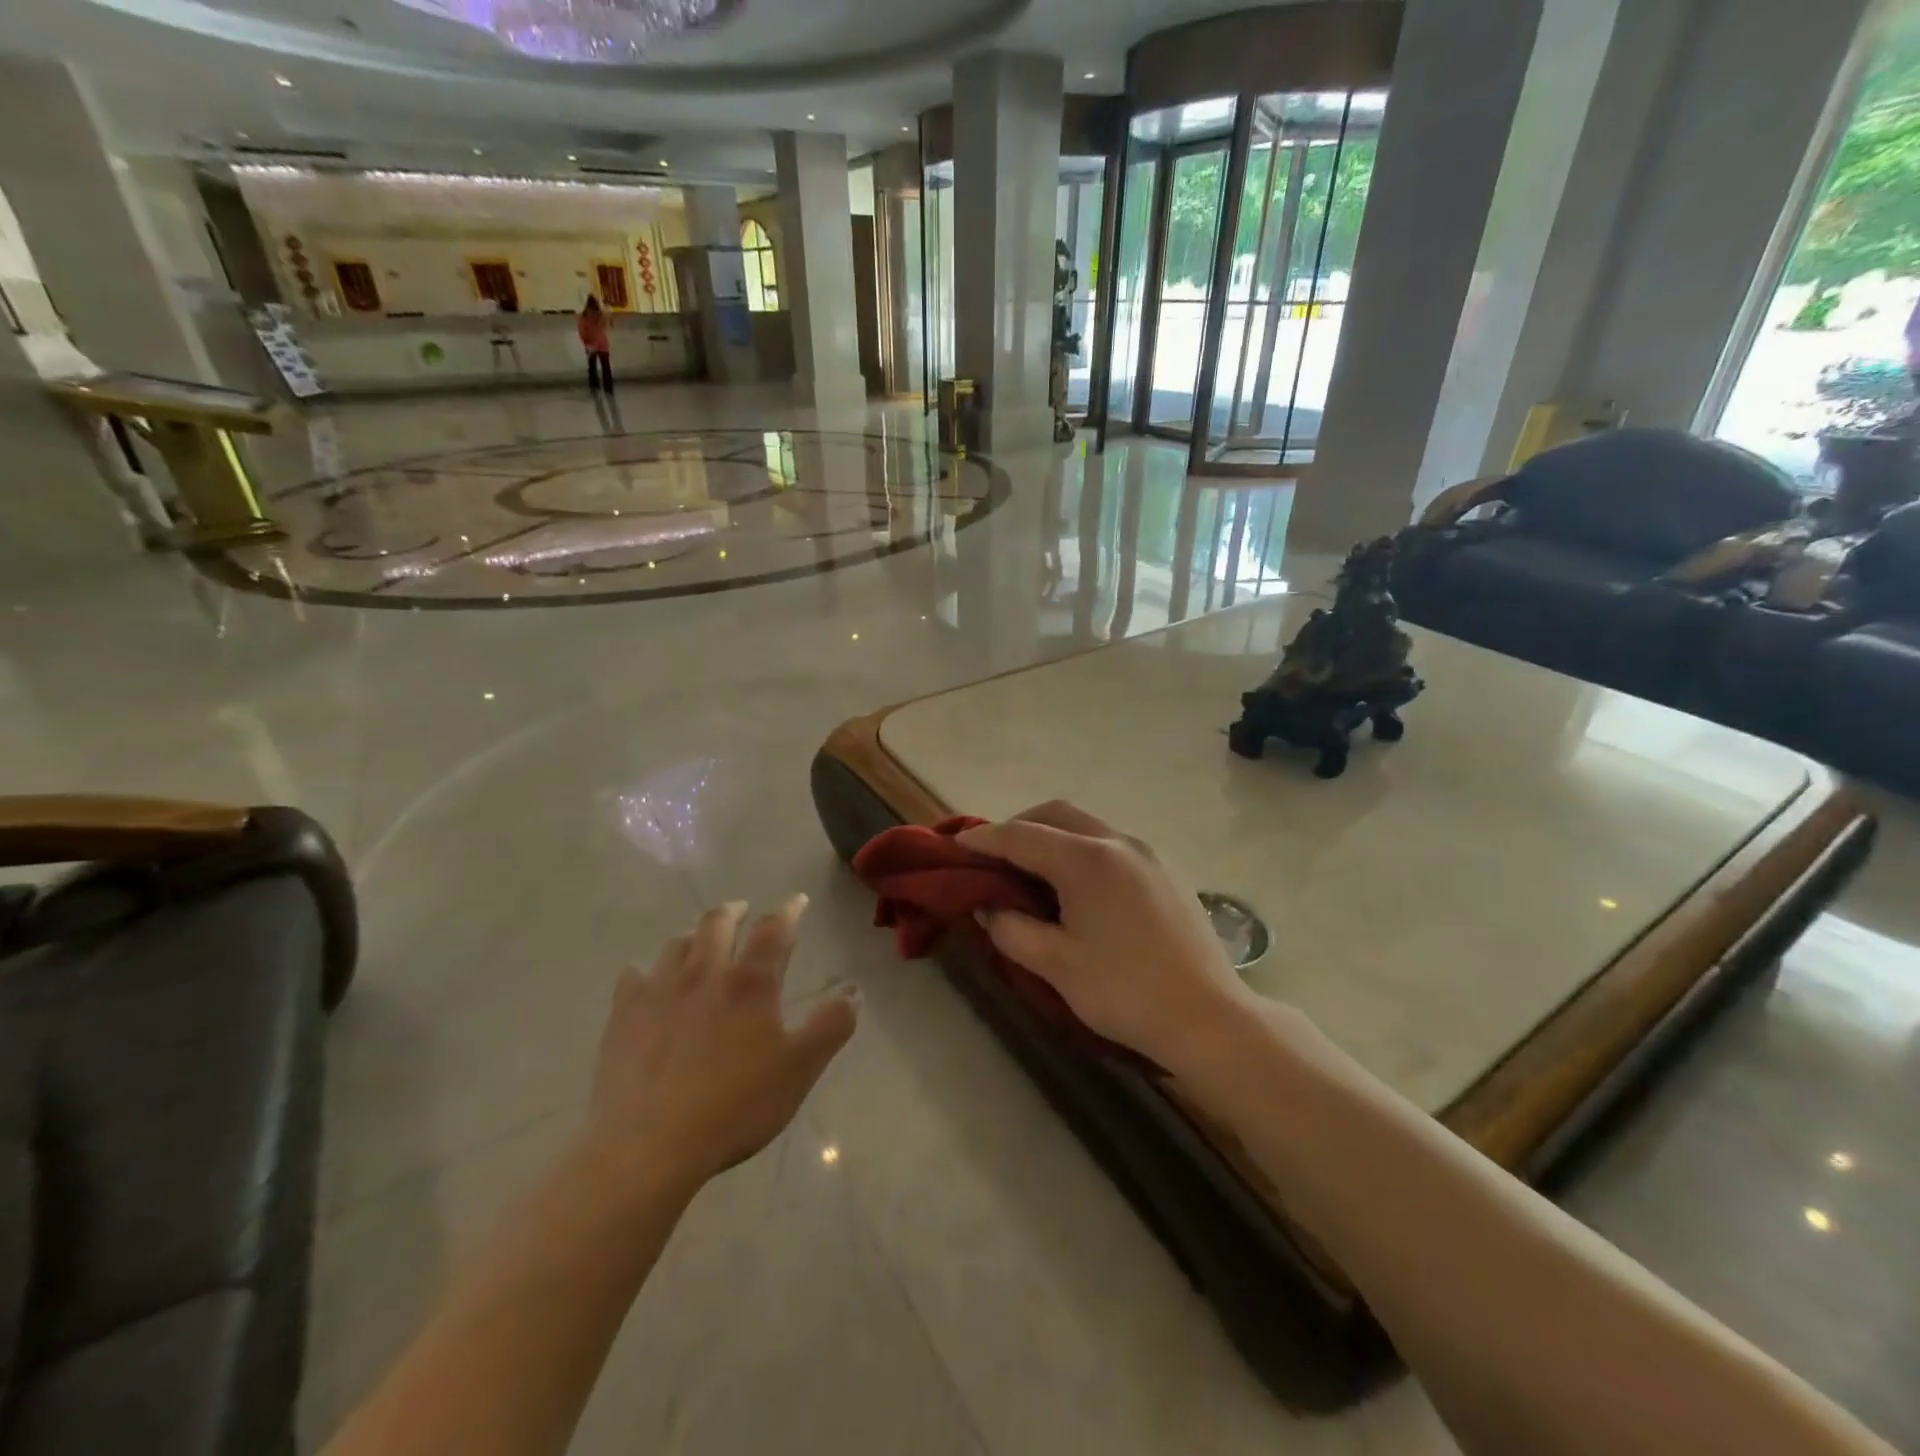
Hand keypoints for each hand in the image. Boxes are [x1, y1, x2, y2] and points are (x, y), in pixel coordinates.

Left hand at [584, 897, 858, 1193]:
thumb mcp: (799, 1070)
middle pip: (718, 922)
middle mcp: (704, 972)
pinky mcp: (623, 1015)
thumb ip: (831, 1027)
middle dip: (734, 911)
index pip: (774, 929)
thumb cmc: (734, 1106)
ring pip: (677, 944)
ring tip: (701, 943)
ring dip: (694, 936)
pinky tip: (647, 981)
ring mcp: (659, 991)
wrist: (647, 1146)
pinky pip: (632, 976)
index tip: (797, 900)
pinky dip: (645, 971)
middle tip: (743, 911)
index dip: (789, 910)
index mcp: (750, 982)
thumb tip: (853, 992)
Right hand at [956, 803, 1259, 1075]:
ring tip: (1030, 872)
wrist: (1209, 1018)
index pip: (1021, 836)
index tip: (957, 845)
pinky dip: (1080, 851)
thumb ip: (1011, 929)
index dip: (984, 839)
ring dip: (1052, 837)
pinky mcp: (1165, 871)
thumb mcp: (1056, 965)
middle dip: (1019, 827)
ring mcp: (1147, 854)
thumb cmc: (1125, 992)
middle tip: (993, 857)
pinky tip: (1075, 887)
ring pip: (1086, 826)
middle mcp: (1118, 842)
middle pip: (1056, 815)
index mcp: (1087, 859)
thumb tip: (988, 907)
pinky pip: (1110, 845)